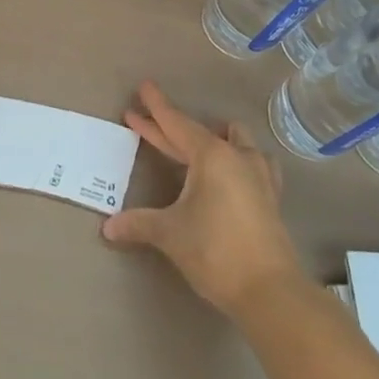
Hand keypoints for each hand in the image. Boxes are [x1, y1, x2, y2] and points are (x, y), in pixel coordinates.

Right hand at [101, 81, 305, 317]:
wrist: (270, 291)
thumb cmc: (216, 251)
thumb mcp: (171, 234)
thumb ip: (139, 223)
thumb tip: (108, 227)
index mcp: (211, 155)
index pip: (176, 123)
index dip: (156, 108)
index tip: (144, 87)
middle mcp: (236, 156)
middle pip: (196, 133)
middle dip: (167, 127)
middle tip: (142, 119)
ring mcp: (258, 175)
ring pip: (234, 140)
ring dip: (213, 138)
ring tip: (196, 144)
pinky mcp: (270, 197)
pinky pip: (252, 162)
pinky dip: (237, 159)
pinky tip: (233, 170)